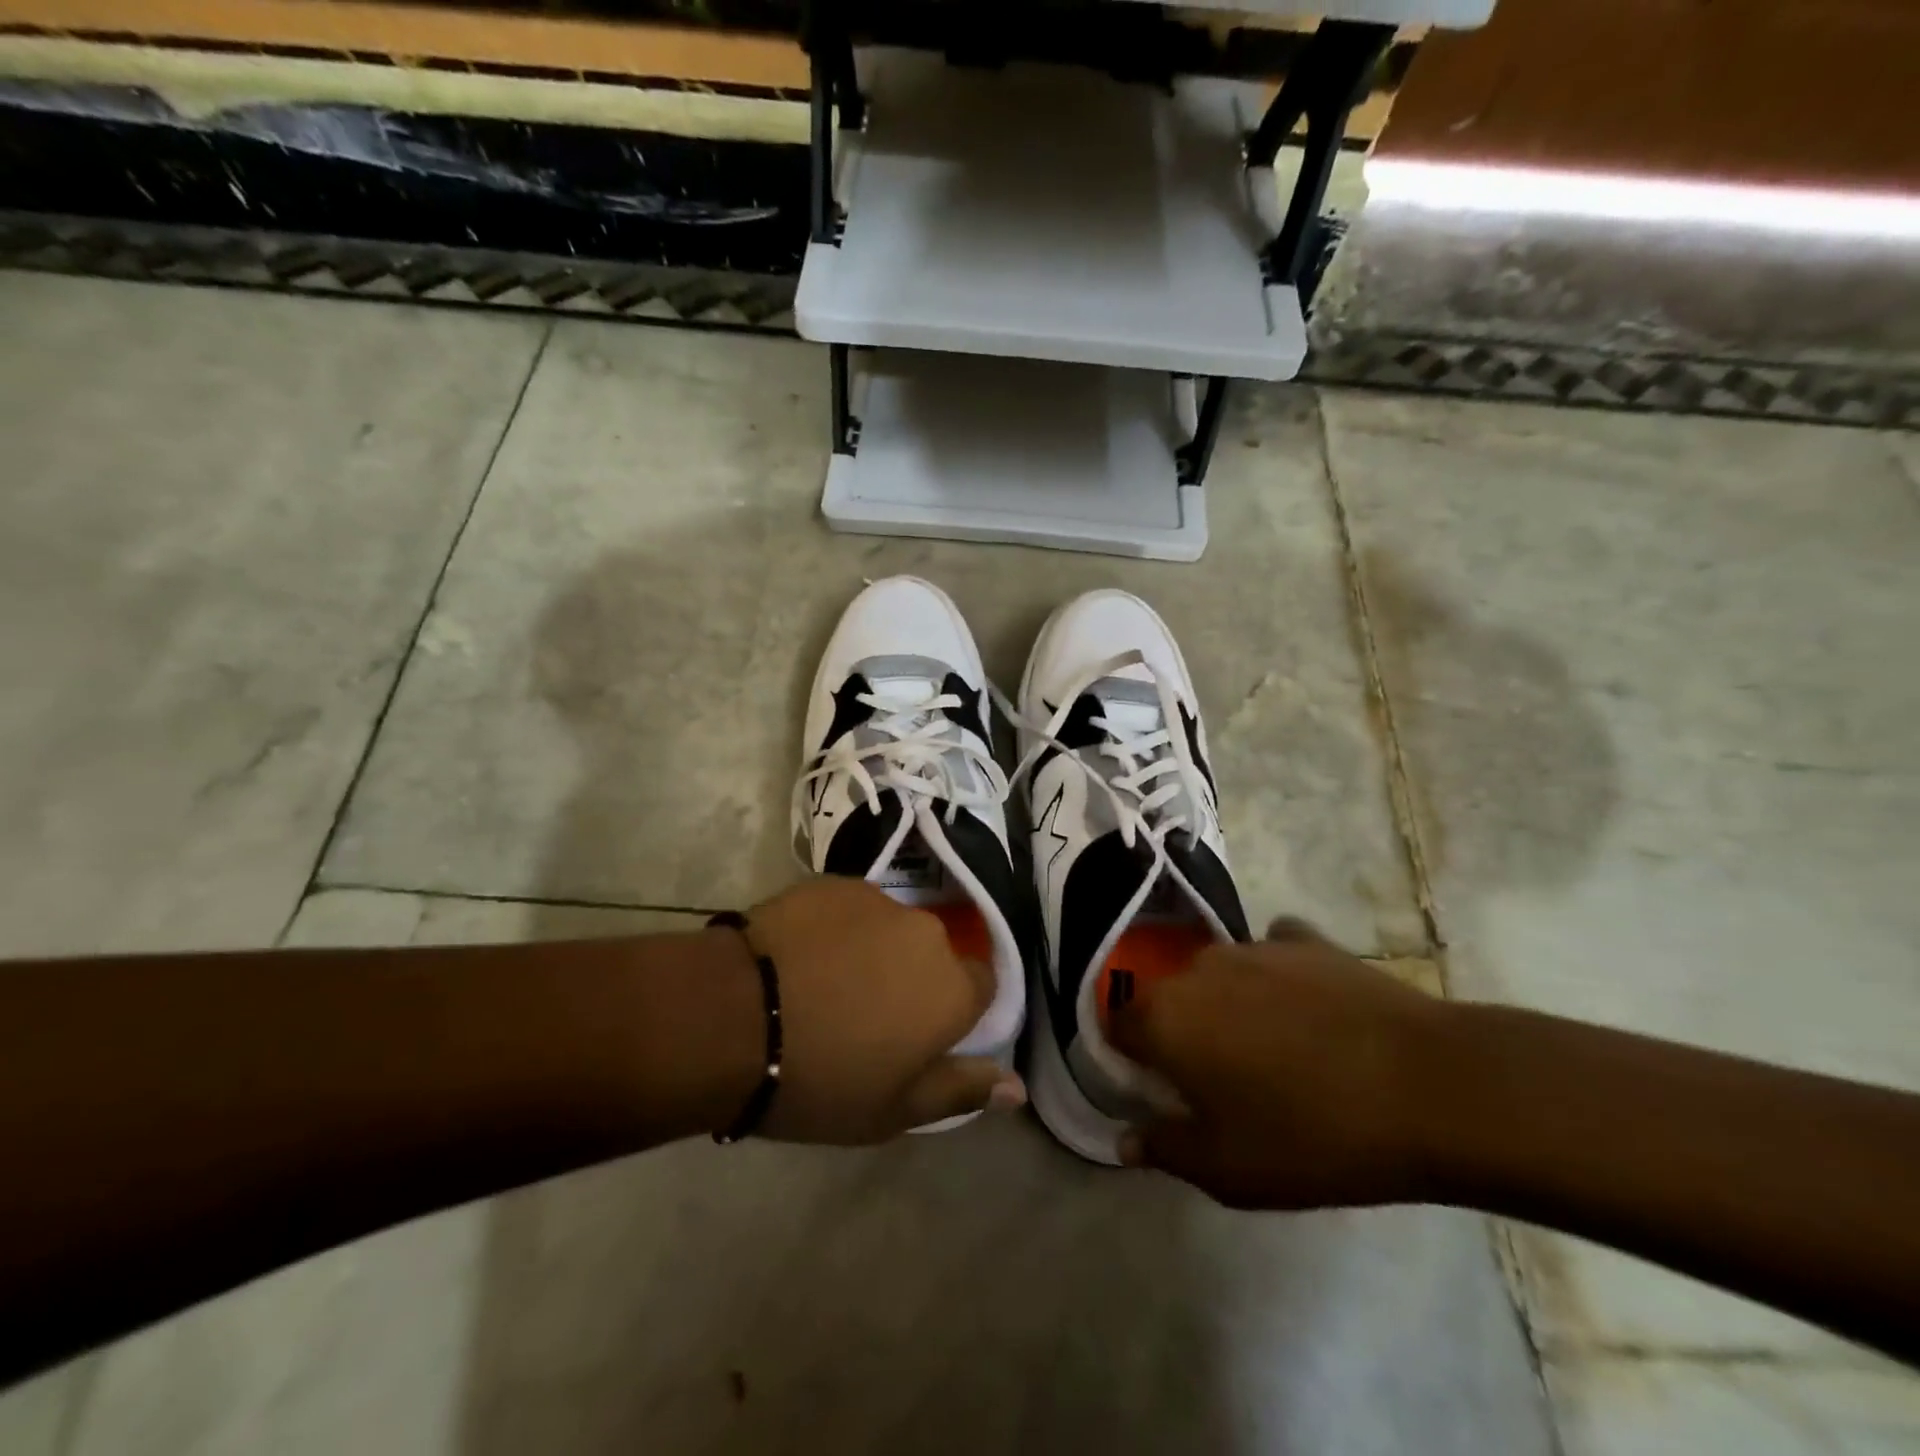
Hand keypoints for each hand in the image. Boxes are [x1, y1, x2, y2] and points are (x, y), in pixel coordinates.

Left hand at [740, 877, 1024, 1143]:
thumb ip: (962, 1090)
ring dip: (873, 952)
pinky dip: (836, 930)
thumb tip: (1017, 1086)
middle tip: (865, 1016)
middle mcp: (926, 933)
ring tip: (824, 985)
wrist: (734, 1016)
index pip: (983, 986)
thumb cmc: (820, 1078)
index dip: (956, 1010)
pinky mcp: (834, 883)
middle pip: (933, 954)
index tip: (921, 1034)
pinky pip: (851, 909)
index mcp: (953, 988)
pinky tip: (799, 956)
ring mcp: (878, 900)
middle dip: (911, 979)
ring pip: (891, 929)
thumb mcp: (894, 1110)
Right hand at [1109, 918, 1442, 1208]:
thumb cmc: (1314, 1136)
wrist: (1429, 1086)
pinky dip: (1278, 979)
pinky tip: (1309, 1010)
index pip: (1115, 1027)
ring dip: (1228, 1006)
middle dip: (1181, 1034)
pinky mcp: (1303, 938)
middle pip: (1167, 999)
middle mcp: (1195, 968)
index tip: (1161, 1091)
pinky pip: (1272, 955)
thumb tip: (1126, 1137)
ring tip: (1276, 1051)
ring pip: (1217, 977)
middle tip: (1221, 1080)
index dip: (1131, 1060)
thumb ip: (1165, 1148)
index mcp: (1164, 1018)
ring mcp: (1251, 946)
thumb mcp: (1229, 1170)